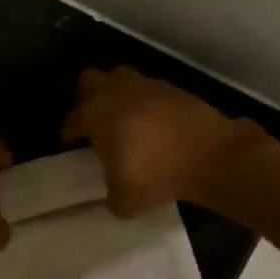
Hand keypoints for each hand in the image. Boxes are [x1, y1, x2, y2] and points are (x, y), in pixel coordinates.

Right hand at [62, 68, 263, 215]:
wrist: (210, 155)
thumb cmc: (156, 173)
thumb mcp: (124, 201)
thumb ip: (111, 197)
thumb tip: (112, 197)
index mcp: (95, 115)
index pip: (72, 120)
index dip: (69, 134)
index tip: (71, 146)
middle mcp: (115, 93)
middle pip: (90, 82)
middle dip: (88, 98)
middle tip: (95, 122)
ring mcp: (146, 86)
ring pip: (120, 78)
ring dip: (117, 94)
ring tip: (124, 118)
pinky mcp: (173, 88)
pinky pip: (149, 89)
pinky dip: (146, 102)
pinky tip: (153, 123)